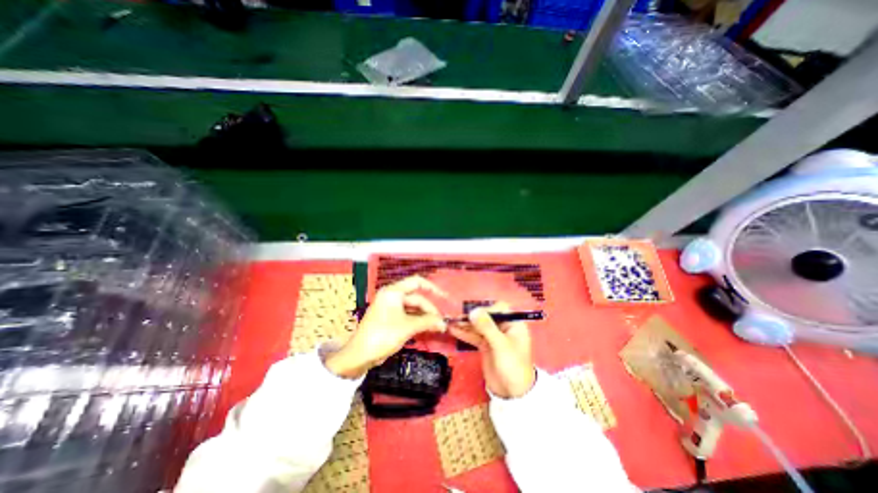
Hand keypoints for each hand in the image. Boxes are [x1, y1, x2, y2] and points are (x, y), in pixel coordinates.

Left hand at [324, 278, 448, 377]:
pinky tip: (426, 328)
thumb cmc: (383, 335)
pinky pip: (407, 315)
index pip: (417, 282)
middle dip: (429, 309)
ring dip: (424, 316)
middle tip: (441, 322)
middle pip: (416, 297)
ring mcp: (390, 307)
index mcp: (393, 291)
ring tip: (437, 326)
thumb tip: (444, 323)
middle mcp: (392, 296)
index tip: (445, 298)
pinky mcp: (389, 318)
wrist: (359, 355)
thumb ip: (428, 321)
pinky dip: (417, 320)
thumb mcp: (408, 327)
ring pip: (413, 307)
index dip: (433, 288)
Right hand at [449, 300, 538, 399]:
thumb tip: (473, 311)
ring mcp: (493, 337)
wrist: (513, 395)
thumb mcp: (501, 346)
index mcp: (514, 324)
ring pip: (478, 326)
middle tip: (457, 318)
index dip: (487, 309)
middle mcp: (503, 327)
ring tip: (451, 322)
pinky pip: (474, 336)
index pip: (499, 309)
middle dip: (472, 317)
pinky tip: (453, 329)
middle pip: (486, 317)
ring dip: (465, 324)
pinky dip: (464, 333)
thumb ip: (487, 327)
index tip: (473, 314)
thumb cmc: (513, 367)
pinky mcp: (485, 346)